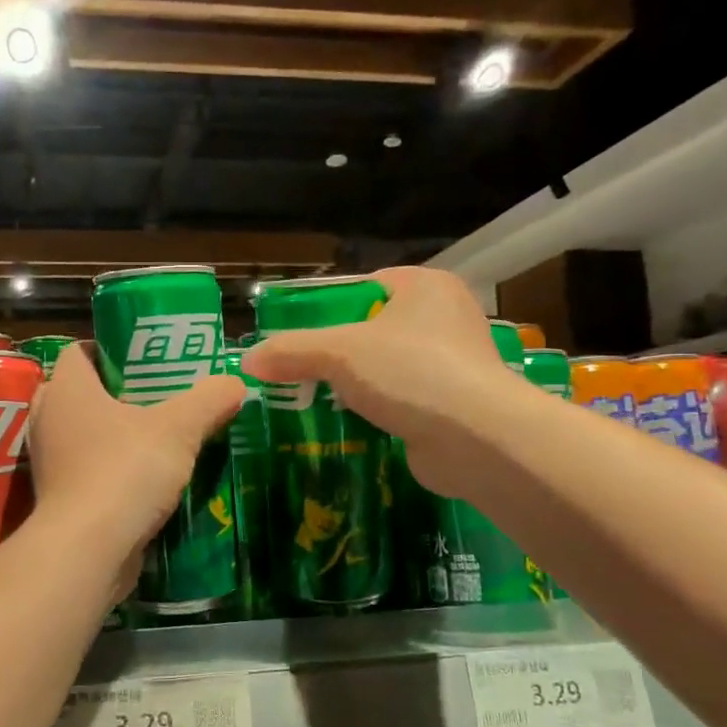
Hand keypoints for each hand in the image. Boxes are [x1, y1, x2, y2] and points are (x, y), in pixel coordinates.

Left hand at [28, 342, 243, 594]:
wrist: (89, 549)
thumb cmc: (125, 471)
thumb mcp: (179, 428)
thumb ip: (209, 399)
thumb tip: (235, 381)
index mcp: (67, 389)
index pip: (79, 351)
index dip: (110, 350)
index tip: (147, 360)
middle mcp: (49, 419)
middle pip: (81, 392)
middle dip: (117, 393)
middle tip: (159, 397)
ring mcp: (49, 462)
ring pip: (83, 434)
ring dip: (115, 435)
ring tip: (159, 436)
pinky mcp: (59, 498)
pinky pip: (86, 471)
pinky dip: (111, 470)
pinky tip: (147, 478)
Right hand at [241, 266, 505, 498]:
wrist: (478, 440)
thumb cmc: (411, 373)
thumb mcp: (338, 352)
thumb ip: (290, 351)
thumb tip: (247, 361)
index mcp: (425, 286)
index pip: (361, 287)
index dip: (323, 309)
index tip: (292, 334)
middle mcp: (444, 318)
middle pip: (369, 330)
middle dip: (332, 353)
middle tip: (293, 371)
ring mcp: (451, 364)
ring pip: (383, 368)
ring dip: (350, 386)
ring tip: (308, 400)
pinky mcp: (450, 404)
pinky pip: (399, 400)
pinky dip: (373, 411)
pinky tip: (342, 425)